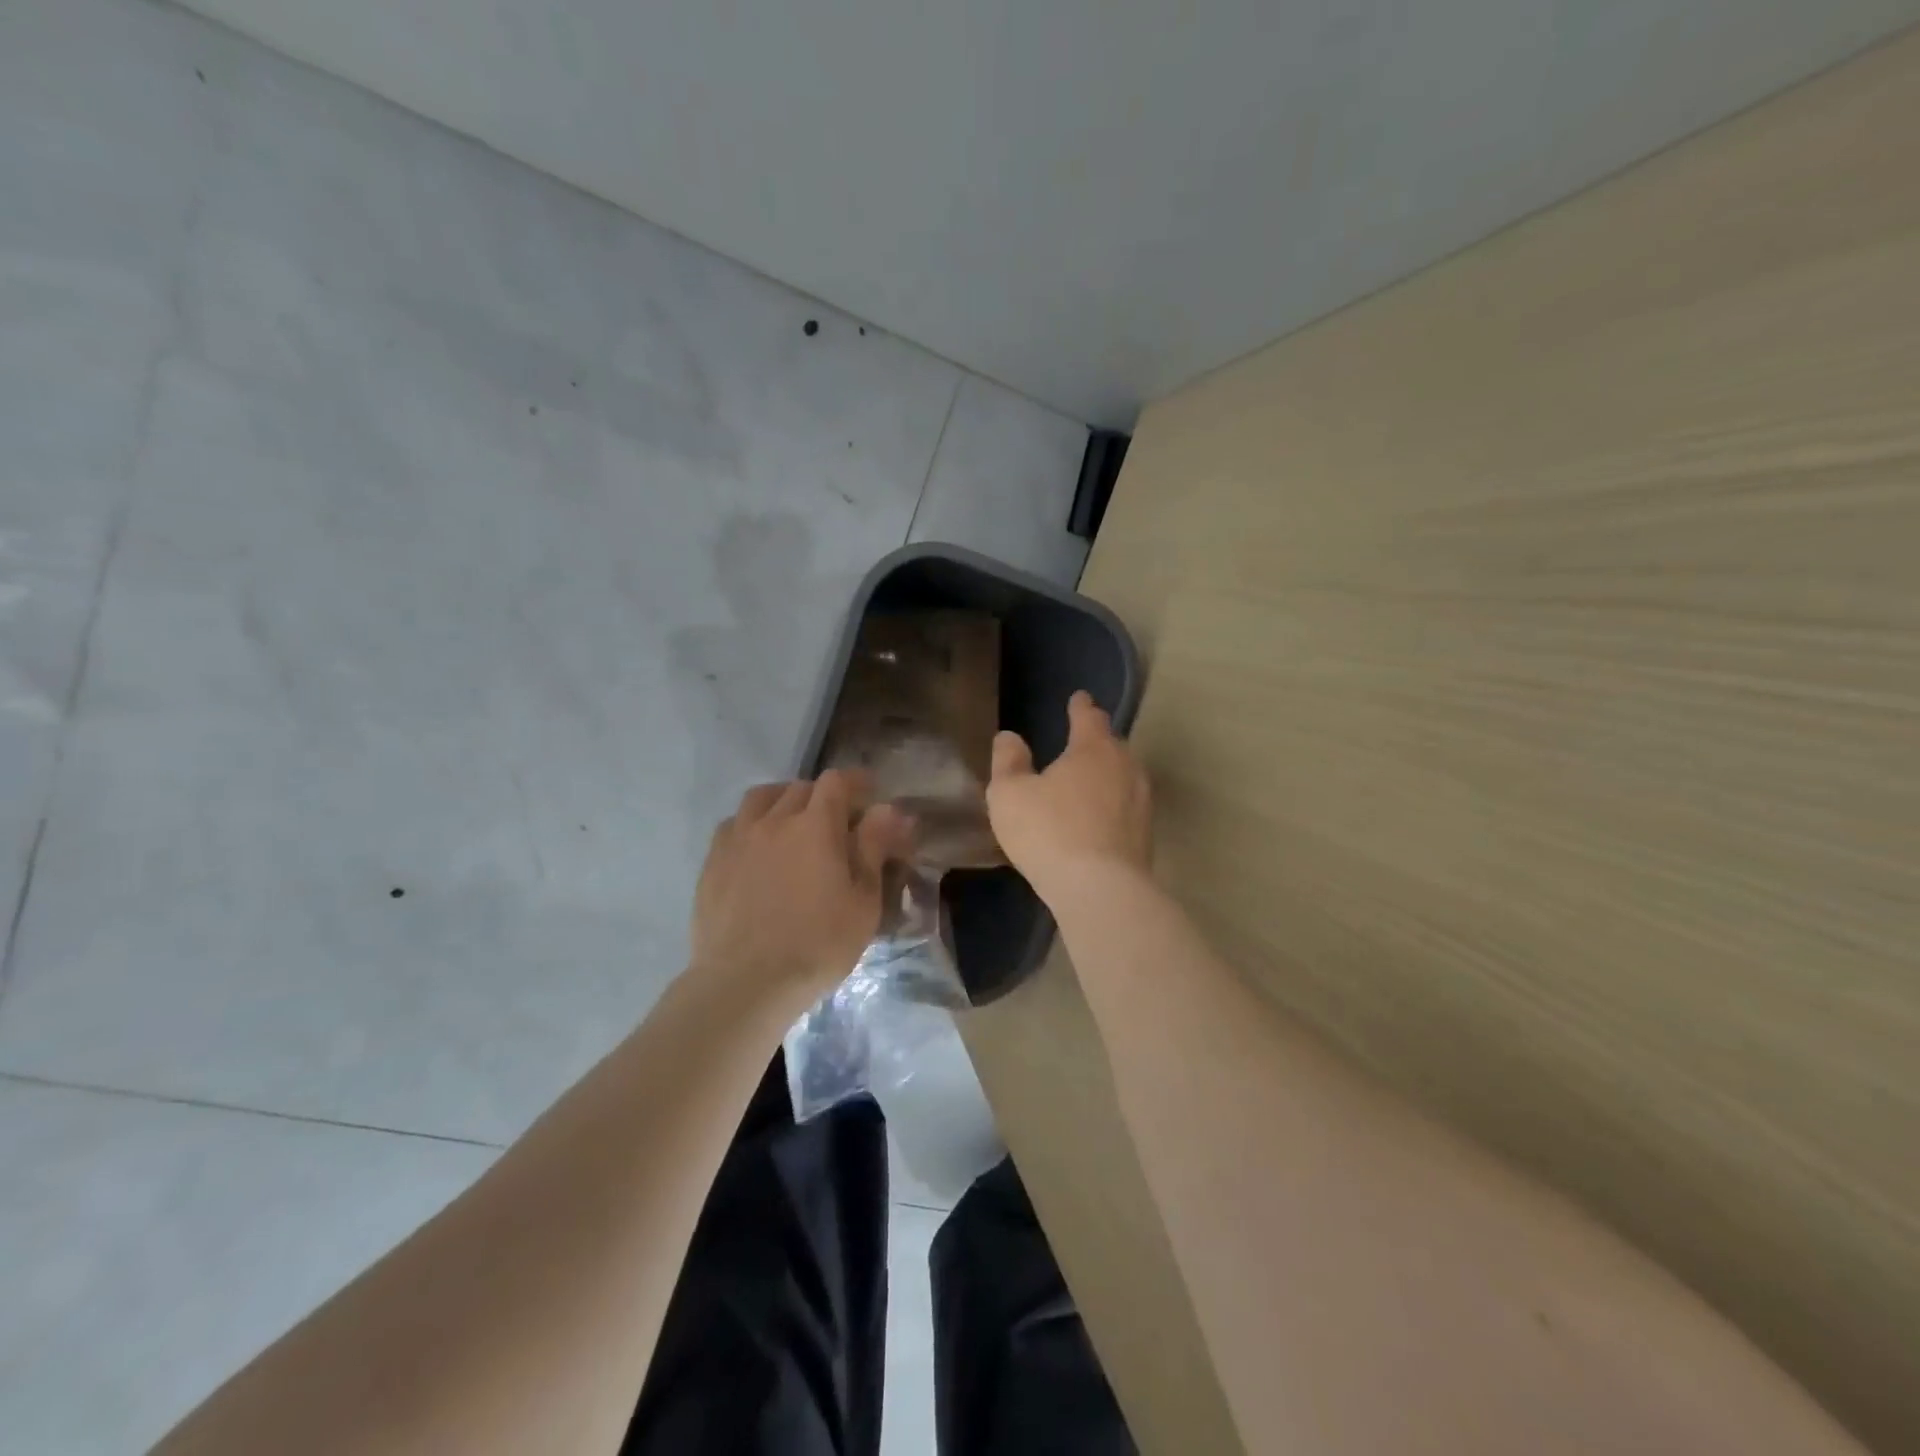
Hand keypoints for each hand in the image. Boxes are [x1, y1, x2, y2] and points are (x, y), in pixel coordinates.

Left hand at [690, 770, 913, 1009]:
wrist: (745, 983)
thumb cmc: (817, 945)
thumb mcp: (863, 902)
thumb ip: (874, 848)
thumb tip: (889, 809)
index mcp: (815, 826)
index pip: (836, 782)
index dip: (855, 782)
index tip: (868, 793)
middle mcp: (774, 820)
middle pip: (800, 788)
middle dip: (823, 795)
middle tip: (836, 820)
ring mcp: (737, 839)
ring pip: (761, 798)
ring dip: (782, 801)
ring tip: (792, 823)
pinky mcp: (712, 862)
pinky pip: (733, 824)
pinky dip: (751, 824)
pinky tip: (757, 847)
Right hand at [987, 690, 1151, 902]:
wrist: (1100, 889)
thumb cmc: (1049, 831)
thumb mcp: (1010, 794)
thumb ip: (1008, 761)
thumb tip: (1009, 737)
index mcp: (1093, 749)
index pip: (1089, 717)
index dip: (1081, 706)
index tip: (1079, 698)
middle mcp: (1125, 767)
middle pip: (1112, 745)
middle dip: (1097, 740)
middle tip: (1081, 741)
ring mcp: (1141, 802)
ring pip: (1124, 776)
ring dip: (1108, 774)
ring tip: (1089, 779)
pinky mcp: (1146, 835)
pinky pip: (1126, 807)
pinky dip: (1113, 805)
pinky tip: (1098, 818)